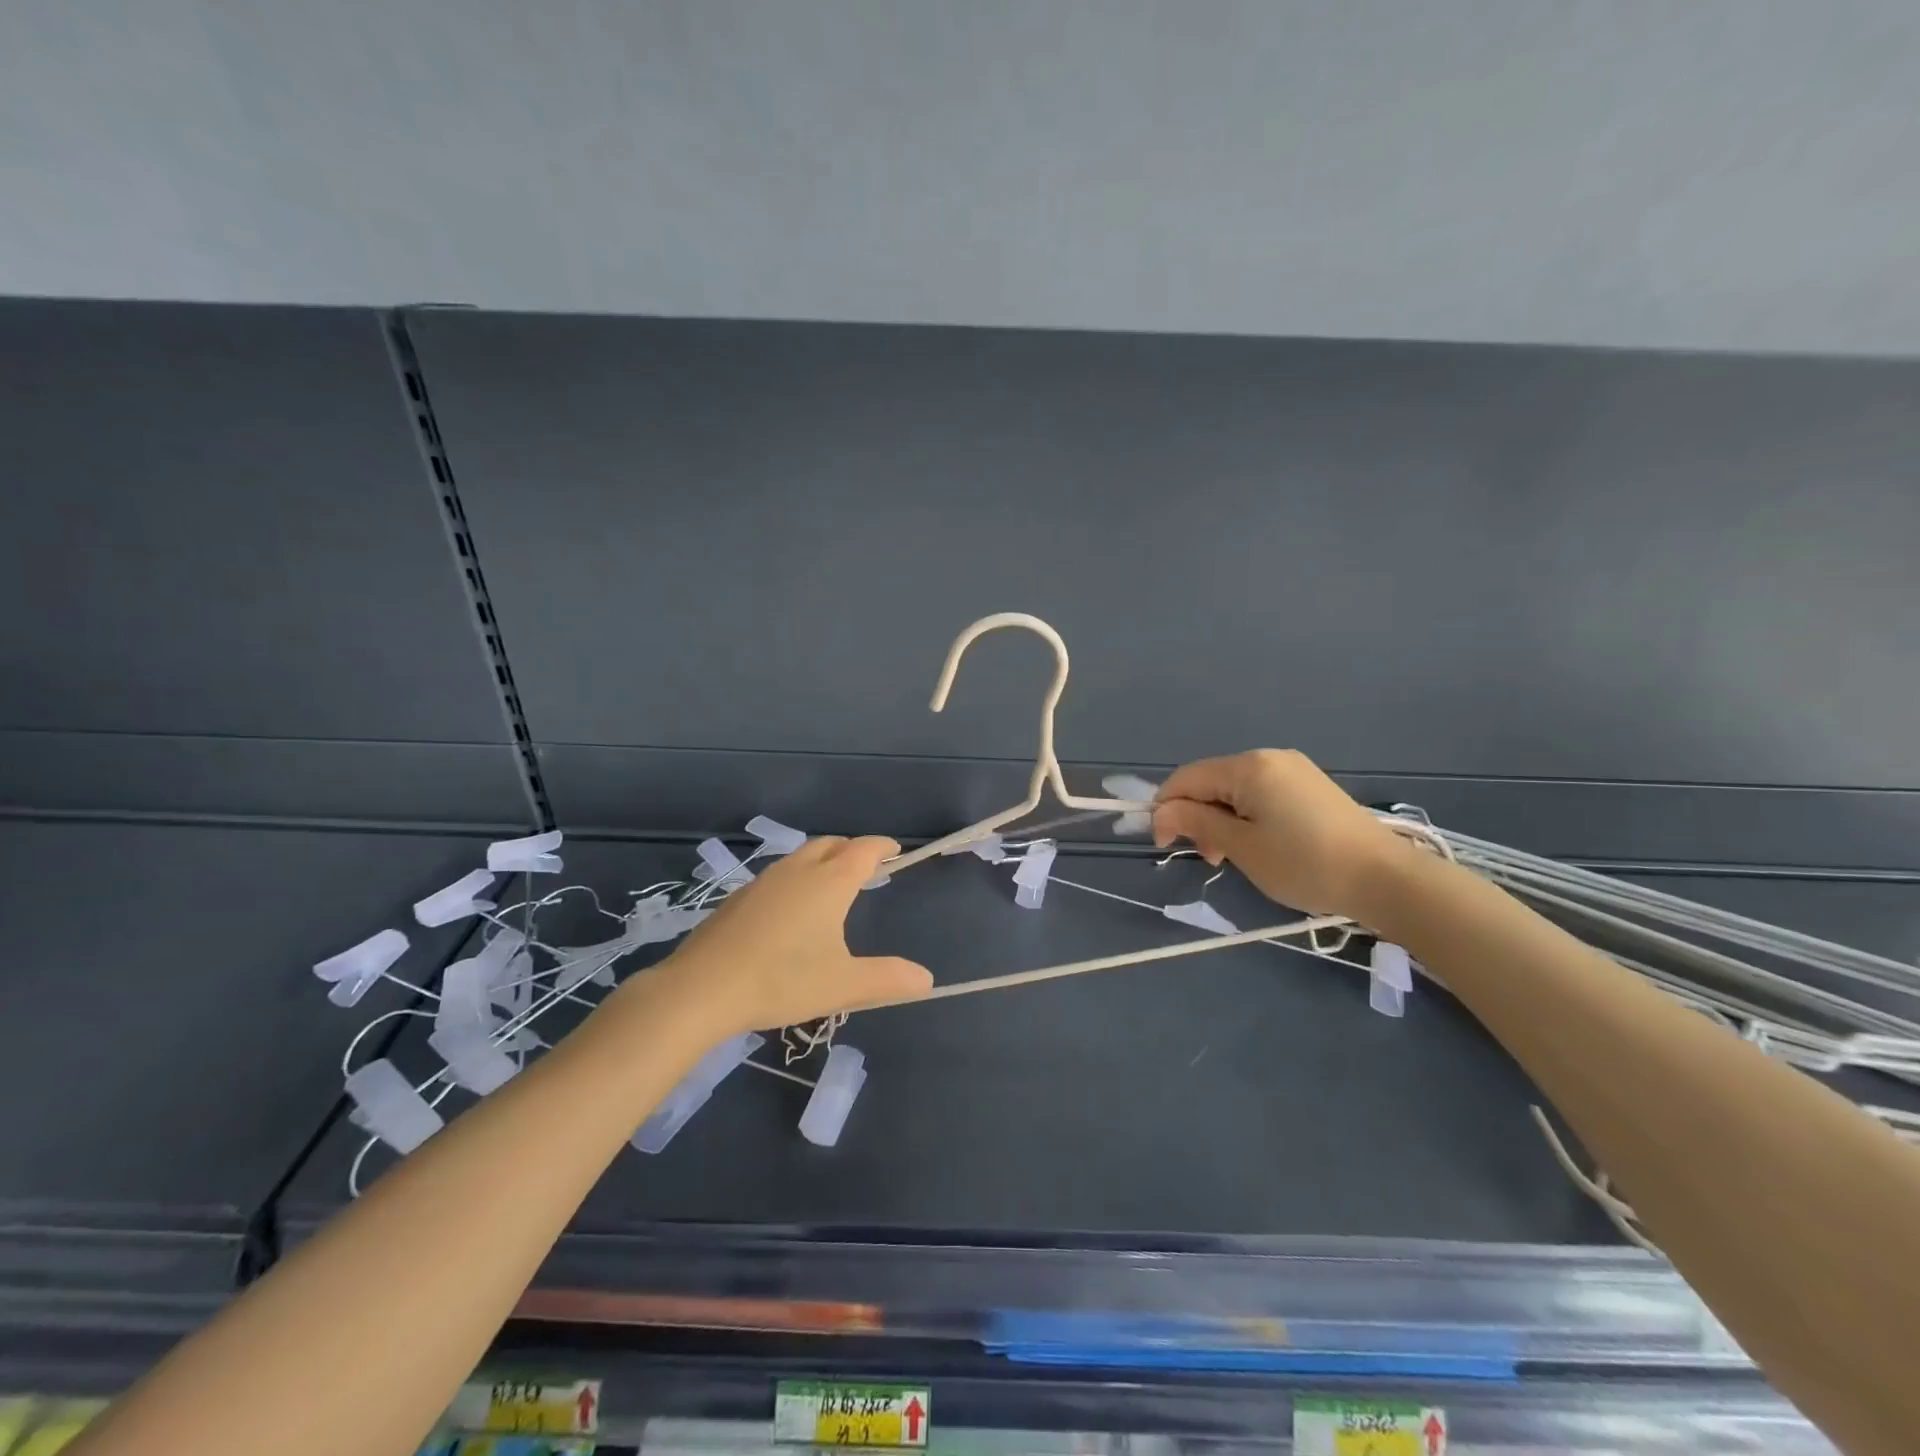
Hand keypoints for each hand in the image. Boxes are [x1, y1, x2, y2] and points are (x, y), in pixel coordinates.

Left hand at [654, 836, 932, 1035]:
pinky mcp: (739, 897)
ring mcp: (764, 881)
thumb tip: (926, 979)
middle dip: (853, 849)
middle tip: (867, 867)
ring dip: (822, 860)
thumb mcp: (843, 984)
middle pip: (832, 844)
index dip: (883, 846)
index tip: (896, 850)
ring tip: (831, 885)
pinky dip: (796, 878)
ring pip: (802, 856)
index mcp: (830, 881)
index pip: (864, 849)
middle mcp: (798, 870)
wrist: (702, 988)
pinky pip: (779, 875)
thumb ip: (887, 978)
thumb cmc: (782, 980)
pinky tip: (790, 910)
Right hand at [1152, 749, 1408, 918]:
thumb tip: (1161, 813)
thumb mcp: (1241, 847)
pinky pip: (1261, 794)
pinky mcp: (1310, 787)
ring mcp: (1293, 770)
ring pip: (1235, 790)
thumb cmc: (1305, 863)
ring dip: (1221, 820)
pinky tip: (1259, 845)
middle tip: (1210, 859)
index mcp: (1248, 766)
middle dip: (1197, 817)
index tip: (1165, 847)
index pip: (1187, 778)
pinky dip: (1247, 818)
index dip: (1166, 809)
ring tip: (1233, 858)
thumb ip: (1196, 823)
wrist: (1386, 879)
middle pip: (1211, 782)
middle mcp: (1269, 758)